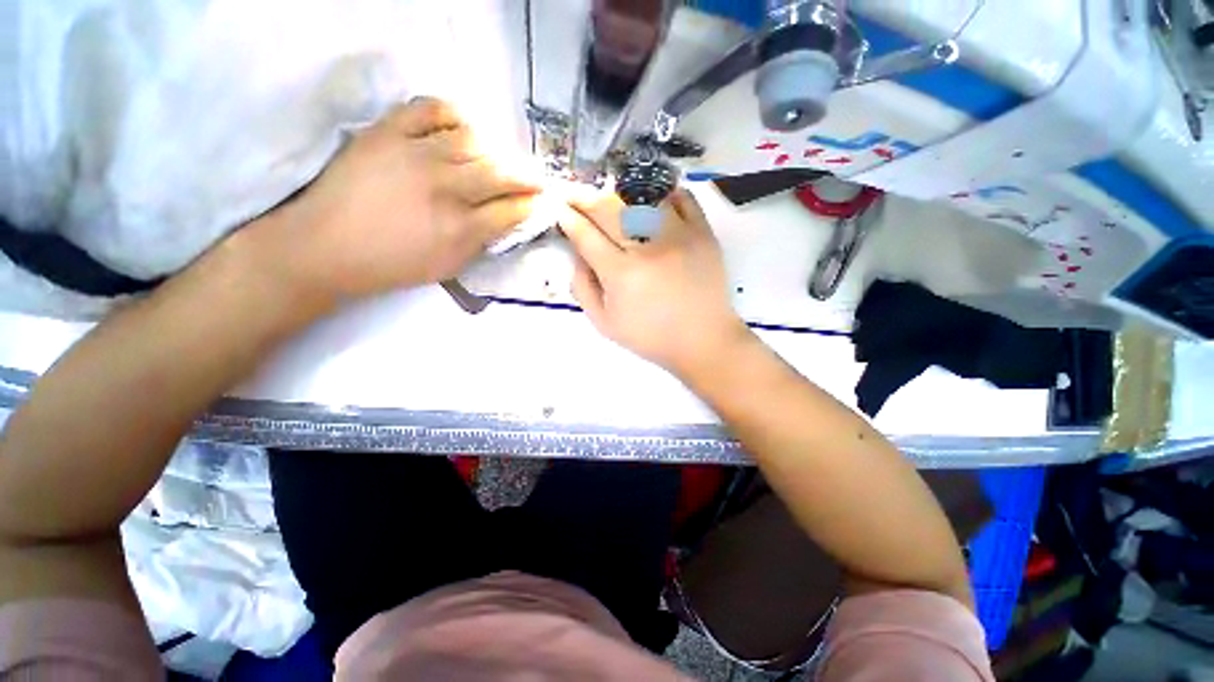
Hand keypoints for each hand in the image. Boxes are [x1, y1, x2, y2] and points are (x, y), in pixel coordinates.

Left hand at [253, 97, 539, 303]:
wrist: (327, 246)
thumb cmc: (393, 264)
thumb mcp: (449, 266)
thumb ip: (483, 242)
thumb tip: (508, 219)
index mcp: (461, 227)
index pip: (513, 209)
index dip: (532, 204)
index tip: (541, 200)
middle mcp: (446, 187)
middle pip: (502, 172)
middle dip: (527, 176)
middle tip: (534, 178)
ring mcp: (416, 153)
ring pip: (474, 140)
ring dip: (495, 150)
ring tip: (497, 158)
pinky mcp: (388, 131)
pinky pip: (431, 109)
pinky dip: (453, 115)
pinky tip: (461, 129)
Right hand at [560, 190, 752, 377]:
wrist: (702, 340)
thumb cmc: (651, 336)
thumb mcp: (605, 324)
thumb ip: (583, 288)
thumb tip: (577, 253)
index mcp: (621, 274)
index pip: (586, 235)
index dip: (569, 219)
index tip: (560, 209)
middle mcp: (647, 248)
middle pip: (609, 209)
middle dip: (585, 198)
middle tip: (575, 194)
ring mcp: (678, 236)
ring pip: (643, 198)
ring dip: (621, 194)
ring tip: (613, 197)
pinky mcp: (703, 233)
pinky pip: (682, 199)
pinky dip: (665, 194)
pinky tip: (654, 200)